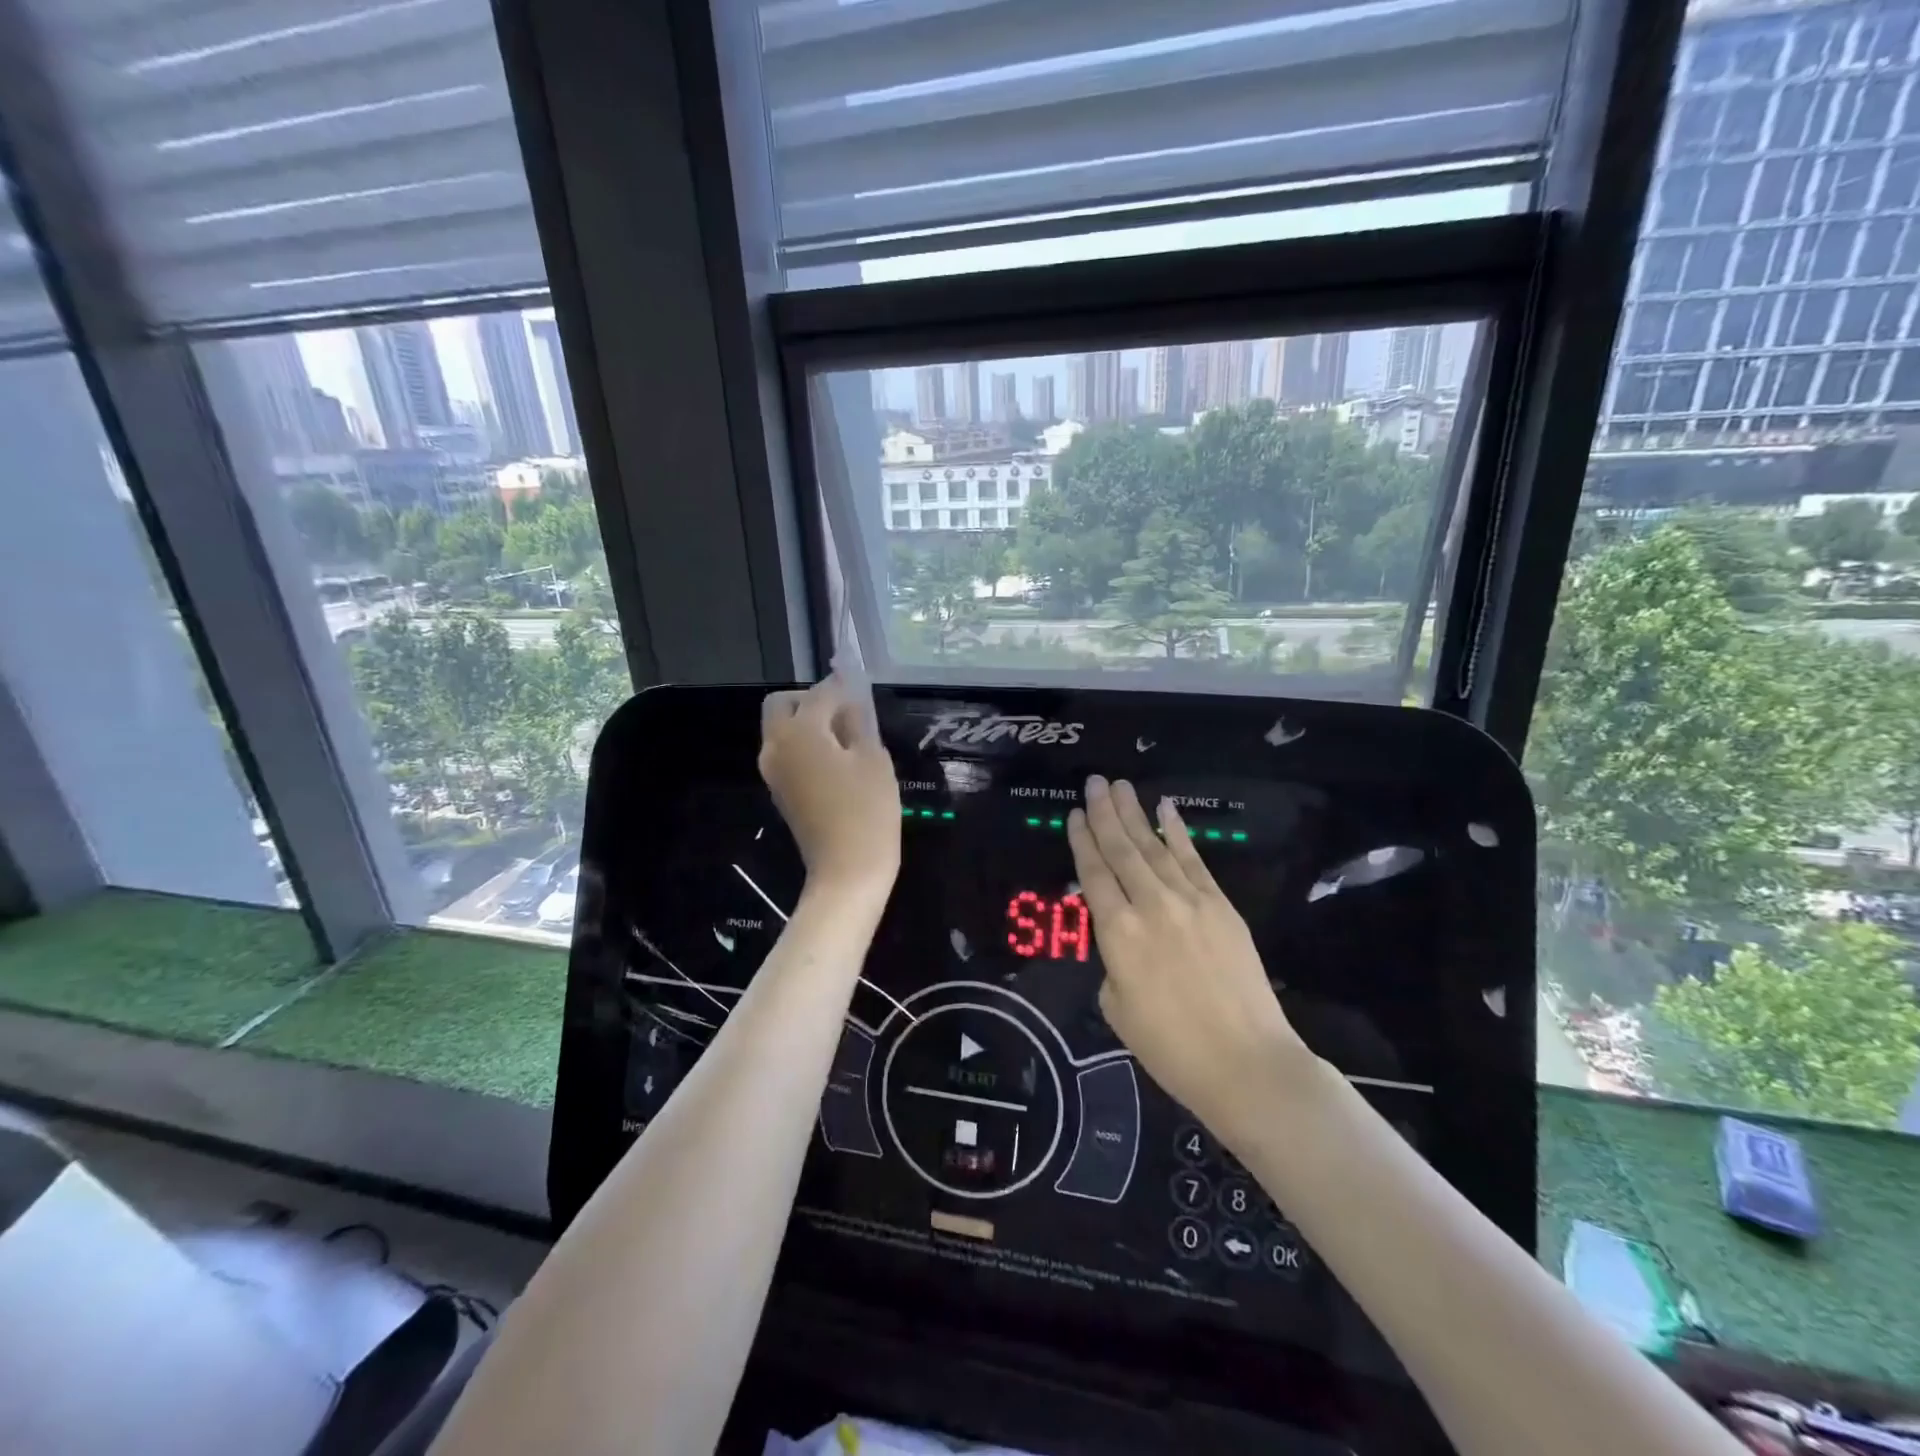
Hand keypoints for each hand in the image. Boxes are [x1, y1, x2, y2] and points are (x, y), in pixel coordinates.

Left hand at [759, 678, 900, 894]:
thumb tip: (850, 704)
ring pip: (782, 729)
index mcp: (799, 731)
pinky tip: (838, 759)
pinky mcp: (779, 791)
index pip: (820, 693)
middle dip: (811, 699)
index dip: (842, 685)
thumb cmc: (867, 810)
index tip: (860, 683)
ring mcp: (773, 771)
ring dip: (808, 723)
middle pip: (783, 705)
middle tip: (846, 711)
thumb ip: (858, 723)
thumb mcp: (873, 759)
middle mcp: (776, 745)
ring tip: (847, 737)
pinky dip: (806, 745)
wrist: (847, 870)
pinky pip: (787, 752)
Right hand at [1067, 776, 1311, 1132]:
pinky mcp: (1220, 905)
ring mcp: (1189, 901)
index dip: (1082, 841)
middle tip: (1095, 782)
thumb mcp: (1117, 1007)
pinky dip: (1178, 832)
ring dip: (1135, 814)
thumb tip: (1123, 940)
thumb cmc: (1171, 1048)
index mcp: (1117, 934)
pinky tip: (1166, 809)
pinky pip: (1193, 860)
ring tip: (1121, 786)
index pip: (1094, 874)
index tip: (1074, 814)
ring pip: (1154, 847)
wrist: (1246, 1062)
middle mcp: (1150, 905)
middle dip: (1104, 813)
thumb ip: (1112, 962)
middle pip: (1121, 849)